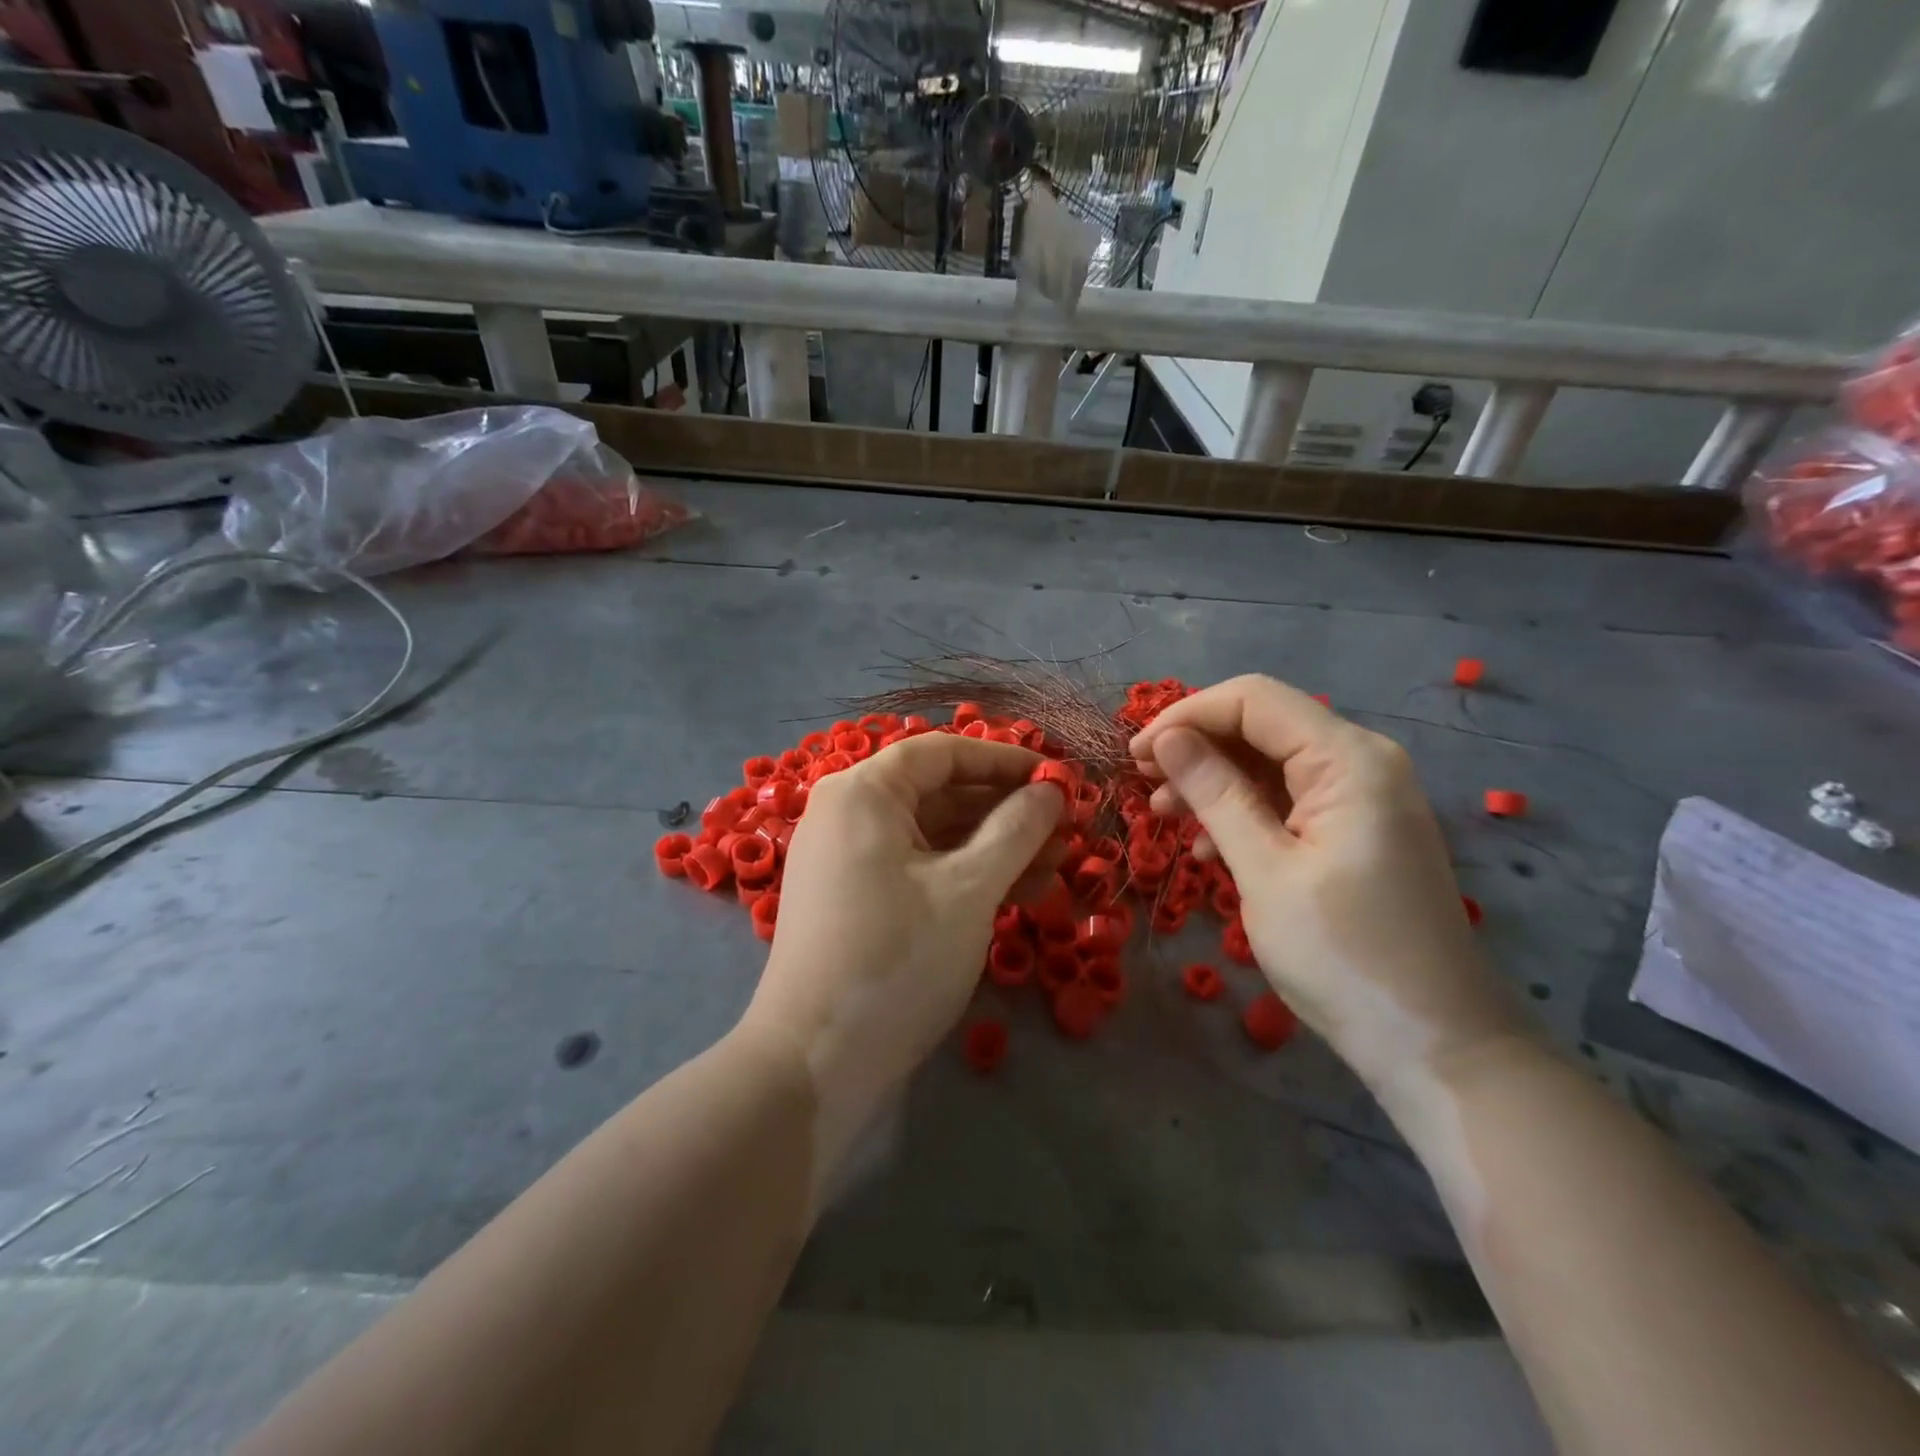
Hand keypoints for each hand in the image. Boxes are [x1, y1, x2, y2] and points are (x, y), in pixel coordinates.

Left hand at [741, 733, 1064, 1165]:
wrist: (815, 1063)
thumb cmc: (896, 959)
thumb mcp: (969, 889)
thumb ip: (1017, 830)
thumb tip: (1053, 790)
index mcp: (863, 792)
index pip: (943, 753)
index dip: (1005, 761)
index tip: (1058, 780)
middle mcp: (848, 813)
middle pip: (939, 793)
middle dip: (1006, 811)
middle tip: (1065, 832)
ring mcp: (847, 859)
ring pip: (933, 836)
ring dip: (993, 848)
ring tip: (1054, 869)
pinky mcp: (854, 899)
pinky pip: (917, 869)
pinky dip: (963, 876)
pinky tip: (1016, 895)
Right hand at [1129, 675, 1525, 1093]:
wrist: (1434, 1041)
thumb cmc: (1343, 955)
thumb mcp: (1265, 871)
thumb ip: (1215, 794)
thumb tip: (1166, 739)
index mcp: (1349, 760)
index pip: (1253, 701)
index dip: (1185, 716)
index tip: (1135, 755)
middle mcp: (1361, 762)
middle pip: (1262, 725)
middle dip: (1197, 746)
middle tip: (1143, 783)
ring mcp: (1363, 796)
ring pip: (1270, 762)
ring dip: (1214, 780)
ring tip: (1166, 816)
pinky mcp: (1356, 829)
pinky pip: (1288, 798)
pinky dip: (1243, 810)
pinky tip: (1210, 845)